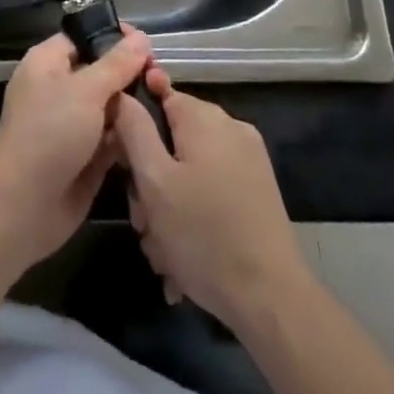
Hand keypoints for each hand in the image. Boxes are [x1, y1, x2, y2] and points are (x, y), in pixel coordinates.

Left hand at [0, 27, 152, 271]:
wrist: (24, 205)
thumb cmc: (49, 133)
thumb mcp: (85, 90)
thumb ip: (116, 65)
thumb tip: (141, 38)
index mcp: (49, 63)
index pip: (84, 37)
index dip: (113, 36)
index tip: (147, 44)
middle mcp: (60, 89)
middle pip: (102, 72)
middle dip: (131, 75)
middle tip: (162, 79)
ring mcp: (74, 125)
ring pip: (112, 107)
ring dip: (135, 108)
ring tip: (166, 104)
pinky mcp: (87, 156)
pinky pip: (114, 138)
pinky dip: (132, 137)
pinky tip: (158, 135)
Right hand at [111, 69, 313, 328]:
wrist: (271, 300)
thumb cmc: (203, 235)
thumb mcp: (154, 180)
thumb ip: (134, 129)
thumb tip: (122, 94)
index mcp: (205, 118)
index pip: (158, 96)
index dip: (134, 127)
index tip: (123, 163)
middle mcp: (230, 129)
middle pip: (172, 140)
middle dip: (150, 181)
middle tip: (143, 222)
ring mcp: (248, 162)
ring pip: (189, 171)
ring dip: (169, 208)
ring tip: (163, 253)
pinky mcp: (257, 193)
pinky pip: (210, 191)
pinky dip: (193, 217)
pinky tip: (184, 260)